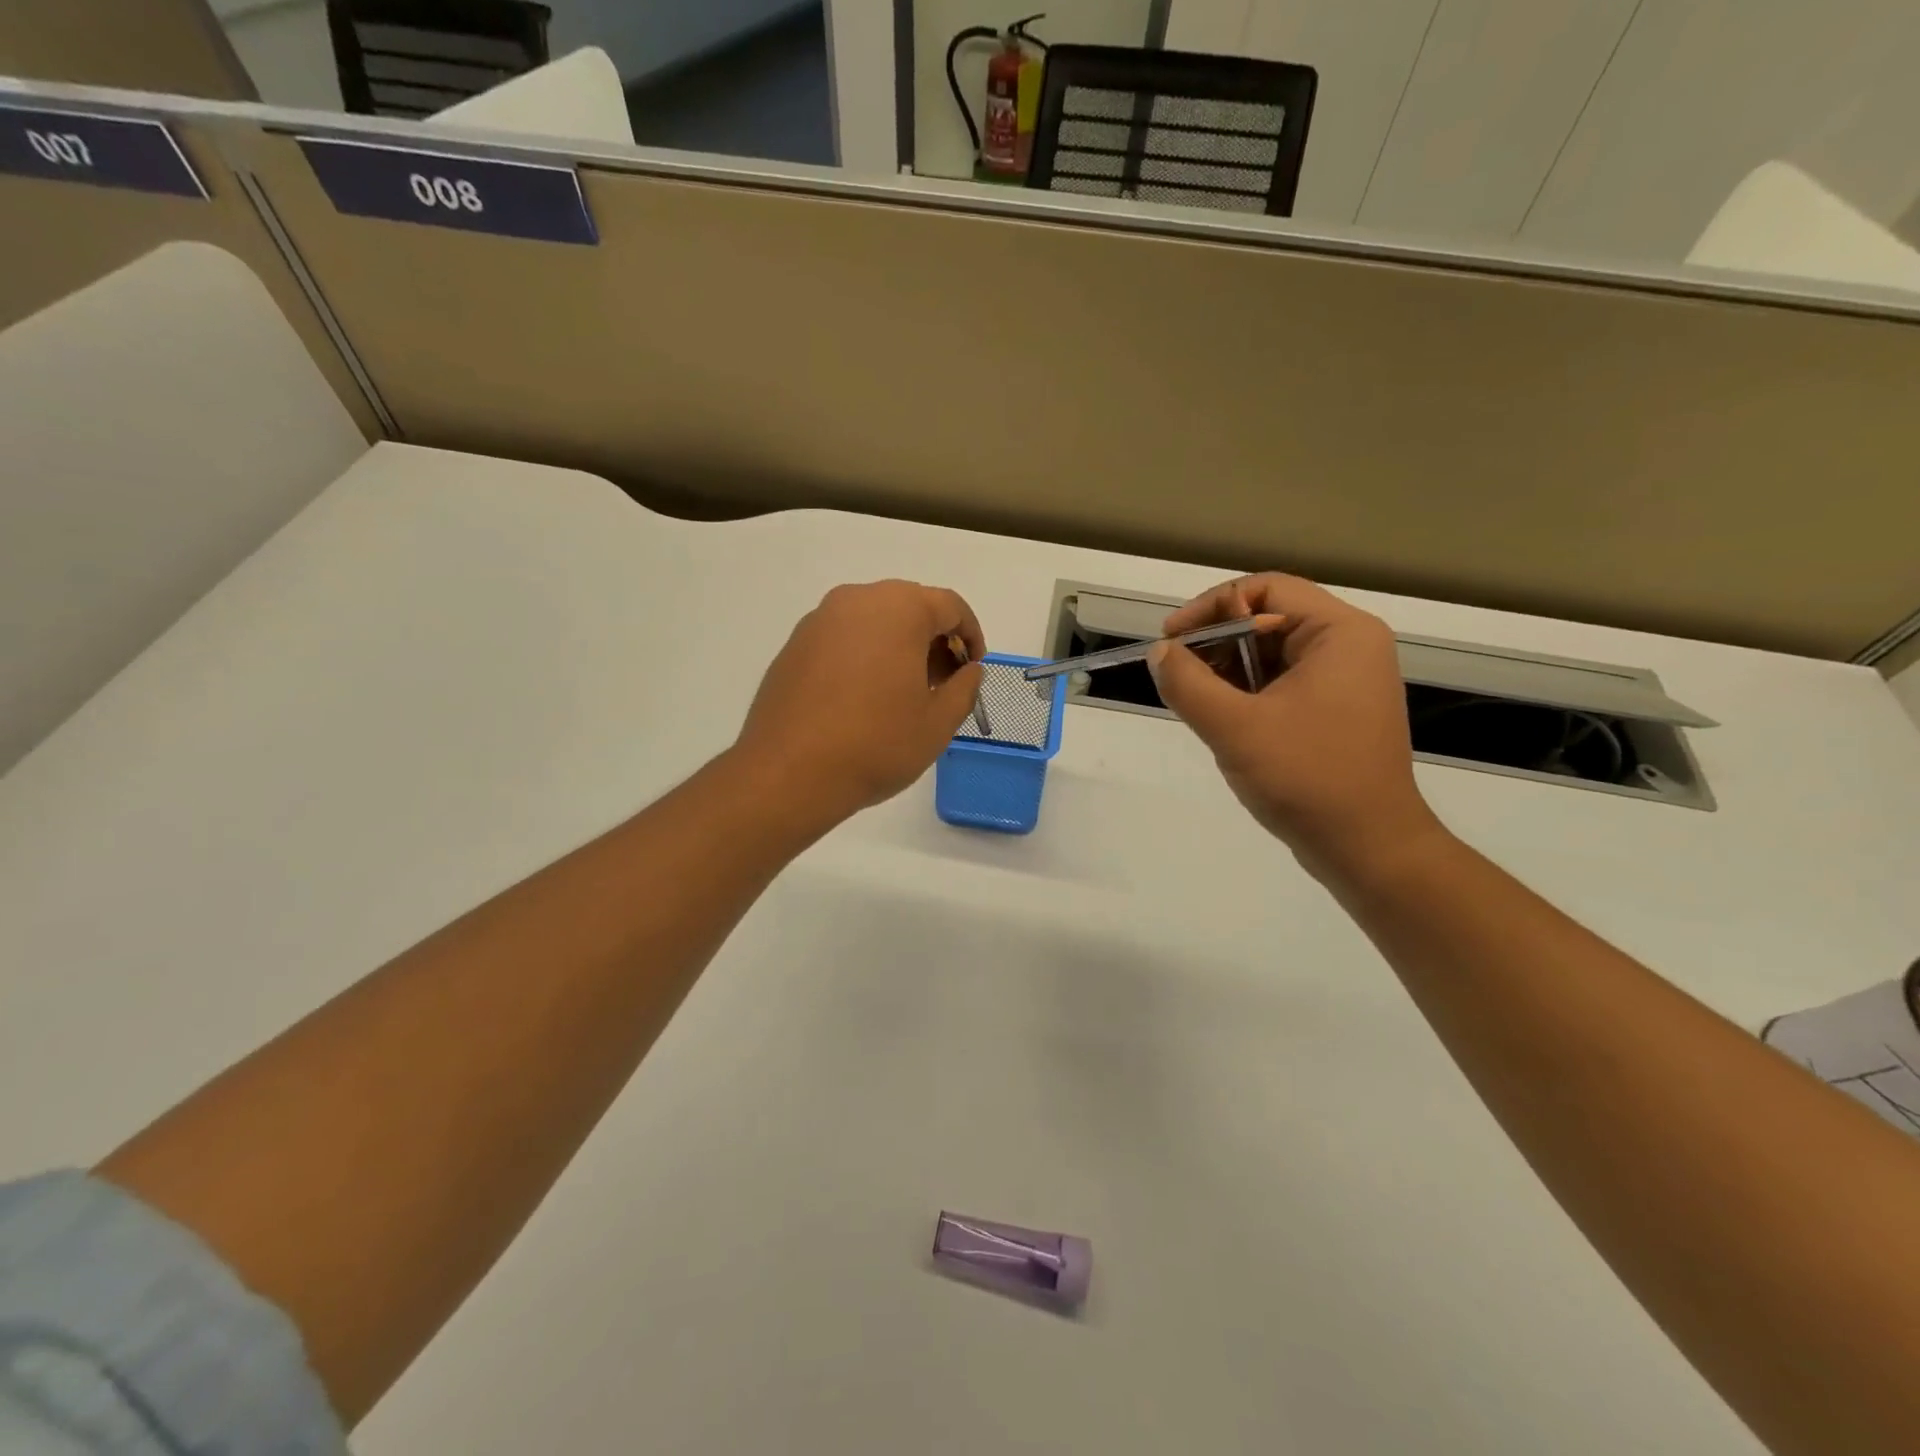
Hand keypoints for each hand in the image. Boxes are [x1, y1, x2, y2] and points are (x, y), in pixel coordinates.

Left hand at [735, 580, 985, 827]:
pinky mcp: (794, 645)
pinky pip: (844, 638)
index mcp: (899, 609)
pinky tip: (865, 698)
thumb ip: (965, 688)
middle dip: (934, 641)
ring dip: (899, 647)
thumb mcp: (938, 723)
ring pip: (874, 621)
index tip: (973, 670)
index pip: (950, 607)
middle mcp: (857, 601)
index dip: (971, 637)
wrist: (789, 773)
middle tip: (942, 684)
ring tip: (904, 693)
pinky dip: (865, 655)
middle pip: (910, 607)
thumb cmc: (876, 744)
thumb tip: (968, 670)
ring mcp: (819, 620)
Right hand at [1149, 574, 1442, 875]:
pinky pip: (1281, 684)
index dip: (1211, 607)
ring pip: (1271, 654)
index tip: (1171, 640)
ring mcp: (1345, 682)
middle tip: (1177, 675)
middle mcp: (1349, 647)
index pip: (1265, 589)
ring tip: (1196, 702)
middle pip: (1267, 618)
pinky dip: (1246, 694)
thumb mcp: (1234, 727)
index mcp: (1340, 633)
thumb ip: (1188, 683)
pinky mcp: (1336, 712)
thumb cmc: (1307, 778)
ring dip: (1227, 671)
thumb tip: (1159, 653)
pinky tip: (1222, 720)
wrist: (1368, 849)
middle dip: (1216, 643)